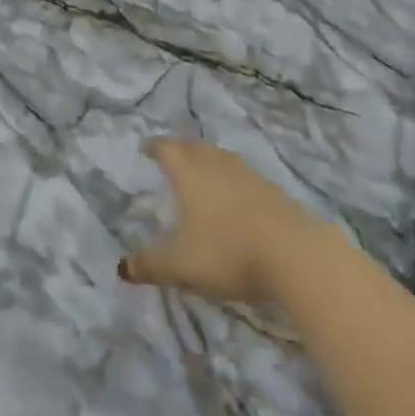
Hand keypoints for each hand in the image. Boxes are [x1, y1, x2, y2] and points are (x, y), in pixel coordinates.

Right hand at [118, 138, 323, 304]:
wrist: (293, 253)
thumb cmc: (226, 250)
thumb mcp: (181, 264)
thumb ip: (151, 264)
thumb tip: (121, 268)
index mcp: (190, 172)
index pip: (166, 149)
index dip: (154, 147)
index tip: (146, 148)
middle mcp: (216, 164)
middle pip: (194, 148)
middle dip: (181, 151)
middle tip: (172, 158)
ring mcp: (248, 175)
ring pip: (221, 160)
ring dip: (209, 164)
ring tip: (202, 175)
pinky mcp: (272, 192)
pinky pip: (243, 178)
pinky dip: (232, 183)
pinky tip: (236, 200)